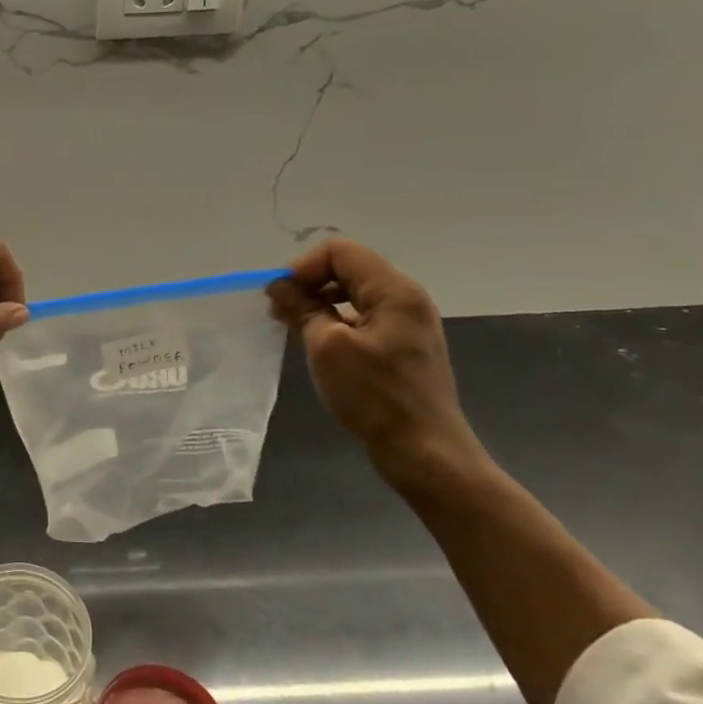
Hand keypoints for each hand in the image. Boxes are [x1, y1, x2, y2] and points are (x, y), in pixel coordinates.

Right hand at [267, 238, 480, 471]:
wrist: (424, 452)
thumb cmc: (375, 397)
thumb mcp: (327, 347)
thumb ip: (302, 308)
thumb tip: (278, 286)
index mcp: (394, 290)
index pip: (339, 251)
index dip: (303, 267)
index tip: (281, 298)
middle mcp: (406, 298)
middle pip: (347, 268)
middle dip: (309, 283)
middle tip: (280, 312)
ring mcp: (407, 322)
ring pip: (353, 293)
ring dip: (319, 302)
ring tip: (293, 327)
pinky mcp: (402, 345)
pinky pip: (362, 316)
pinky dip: (335, 320)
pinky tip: (317, 343)